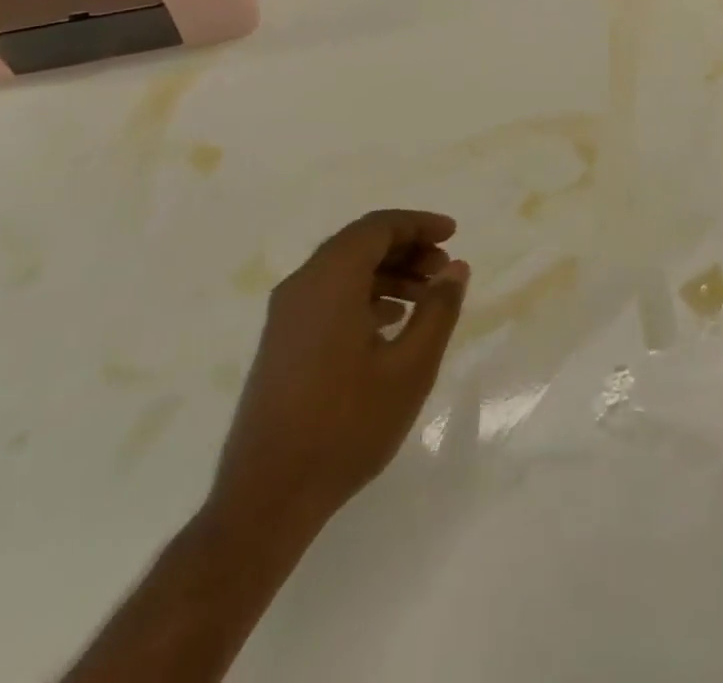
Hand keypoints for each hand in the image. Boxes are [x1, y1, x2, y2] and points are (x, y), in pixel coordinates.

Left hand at [207, 210, 469, 538]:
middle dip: (406, 248)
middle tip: (444, 269)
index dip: (419, 224)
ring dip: (388, 273)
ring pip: (344, 271)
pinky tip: (391, 323)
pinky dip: (365, 295)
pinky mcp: (282, 344)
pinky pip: (328, 297)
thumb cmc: (346, 426)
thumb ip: (438, 309)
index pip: (378, 227)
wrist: (266, 499)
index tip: (453, 234)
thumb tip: (456, 267)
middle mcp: (302, 287)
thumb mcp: (410, 367)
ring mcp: (286, 317)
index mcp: (330, 281)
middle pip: (359, 244)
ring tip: (425, 297)